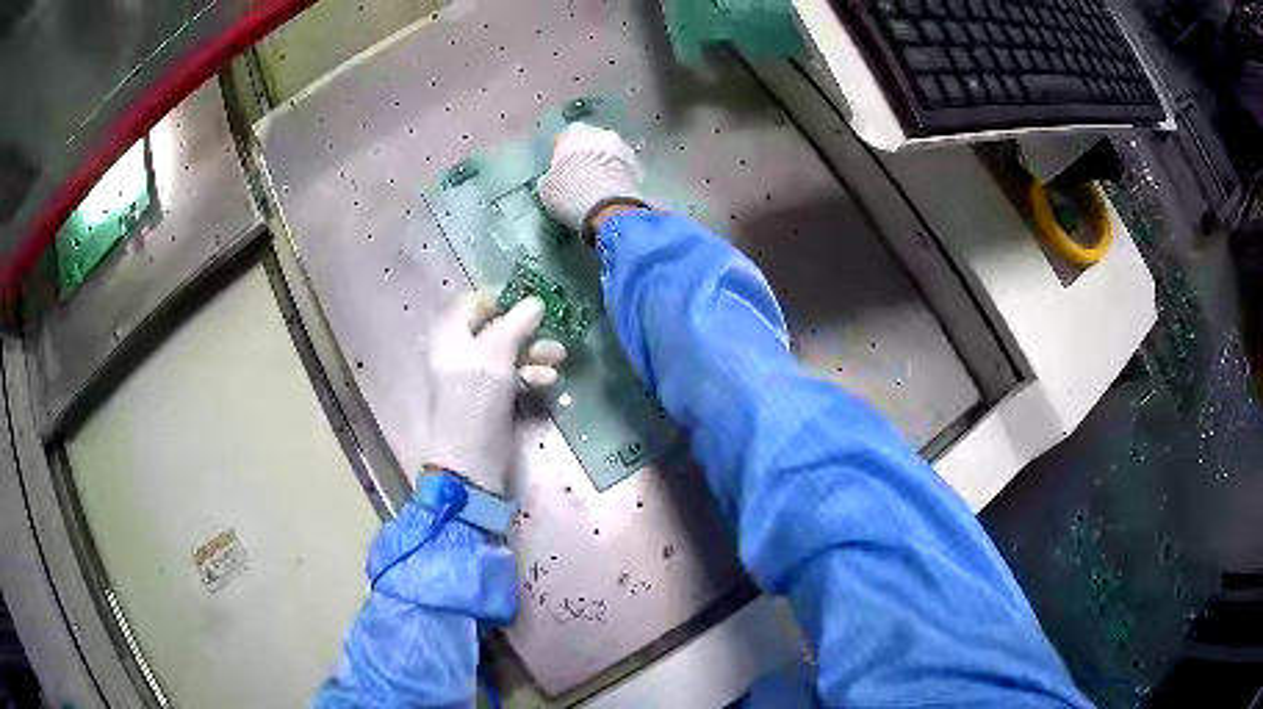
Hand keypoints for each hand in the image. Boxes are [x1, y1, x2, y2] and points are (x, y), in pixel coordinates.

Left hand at [424, 293, 566, 496]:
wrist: (472, 460)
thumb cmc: (476, 398)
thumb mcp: (496, 354)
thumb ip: (516, 324)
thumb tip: (535, 302)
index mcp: (450, 335)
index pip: (474, 304)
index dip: (502, 302)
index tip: (530, 308)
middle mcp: (460, 353)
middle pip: (496, 330)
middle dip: (527, 332)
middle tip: (552, 336)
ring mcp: (476, 380)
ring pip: (509, 356)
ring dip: (535, 355)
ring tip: (558, 359)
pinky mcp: (492, 402)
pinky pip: (513, 380)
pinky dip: (530, 377)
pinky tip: (548, 382)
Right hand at [537, 122, 644, 231]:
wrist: (606, 207)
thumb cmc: (569, 194)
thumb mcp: (548, 189)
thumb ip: (550, 177)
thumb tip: (551, 179)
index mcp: (571, 134)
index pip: (564, 139)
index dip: (563, 155)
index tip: (562, 169)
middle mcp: (599, 132)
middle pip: (591, 141)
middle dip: (587, 155)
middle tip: (582, 175)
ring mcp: (622, 145)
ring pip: (610, 152)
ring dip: (606, 163)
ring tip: (600, 184)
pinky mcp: (638, 163)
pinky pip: (625, 166)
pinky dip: (620, 174)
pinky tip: (614, 189)